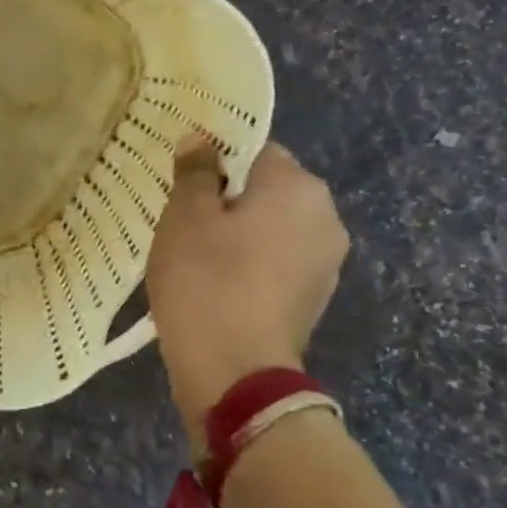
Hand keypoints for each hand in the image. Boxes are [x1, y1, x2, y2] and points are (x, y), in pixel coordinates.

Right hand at [145, 142, 348, 431]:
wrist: (234, 369)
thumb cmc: (204, 280)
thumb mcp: (185, 217)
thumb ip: (195, 172)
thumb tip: (201, 138)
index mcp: (297, 187)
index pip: (256, 149)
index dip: (215, 159)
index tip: (182, 180)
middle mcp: (324, 216)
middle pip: (268, 190)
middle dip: (228, 198)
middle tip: (181, 218)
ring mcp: (325, 262)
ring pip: (273, 228)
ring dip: (240, 232)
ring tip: (194, 253)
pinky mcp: (313, 297)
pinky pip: (277, 262)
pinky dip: (250, 264)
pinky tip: (216, 283)